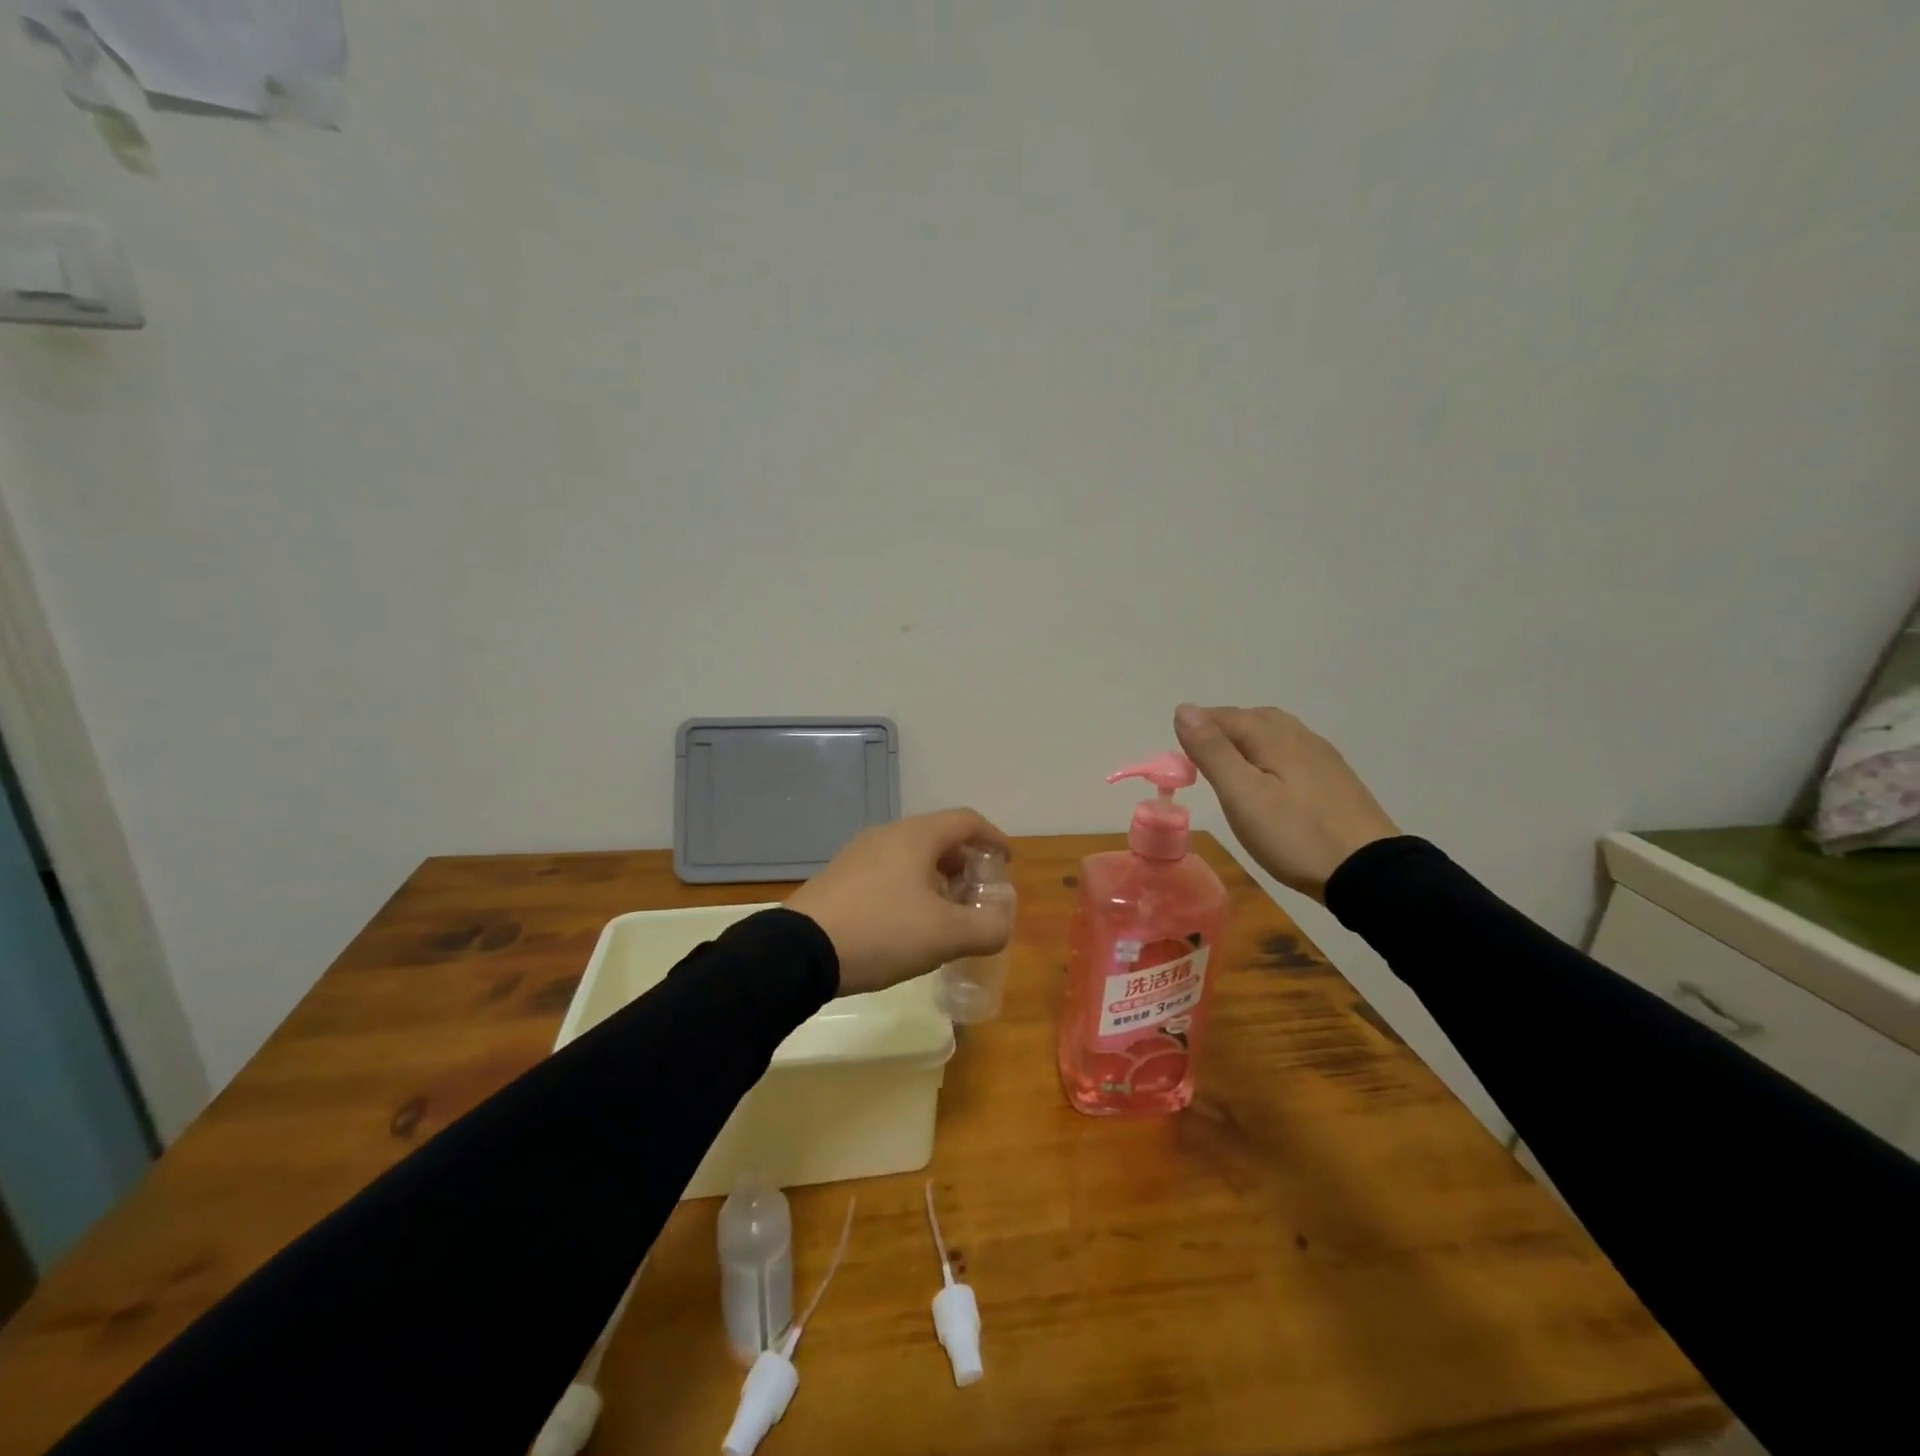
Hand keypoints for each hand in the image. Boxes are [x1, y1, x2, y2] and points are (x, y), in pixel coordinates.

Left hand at [787, 810, 1014, 996]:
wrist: (800, 952)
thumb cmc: (883, 931)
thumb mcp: (946, 935)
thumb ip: (987, 928)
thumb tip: (1001, 924)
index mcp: (916, 836)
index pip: (967, 821)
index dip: (994, 838)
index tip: (1007, 863)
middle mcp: (888, 835)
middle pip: (940, 837)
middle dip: (966, 863)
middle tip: (978, 895)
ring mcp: (859, 855)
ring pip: (912, 856)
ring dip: (938, 878)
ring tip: (947, 913)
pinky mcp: (841, 878)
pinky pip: (888, 872)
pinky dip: (911, 888)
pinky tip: (909, 924)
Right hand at [1174, 704, 1399, 900]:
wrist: (1369, 872)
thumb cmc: (1295, 835)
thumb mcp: (1242, 796)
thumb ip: (1212, 751)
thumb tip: (1183, 709)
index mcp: (1273, 736)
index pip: (1224, 716)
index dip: (1196, 729)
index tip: (1177, 758)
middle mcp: (1299, 736)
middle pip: (1252, 718)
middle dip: (1220, 730)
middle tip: (1198, 760)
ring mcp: (1322, 757)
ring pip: (1275, 733)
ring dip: (1245, 741)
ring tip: (1229, 768)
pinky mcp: (1335, 778)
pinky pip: (1293, 751)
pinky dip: (1269, 755)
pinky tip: (1269, 780)